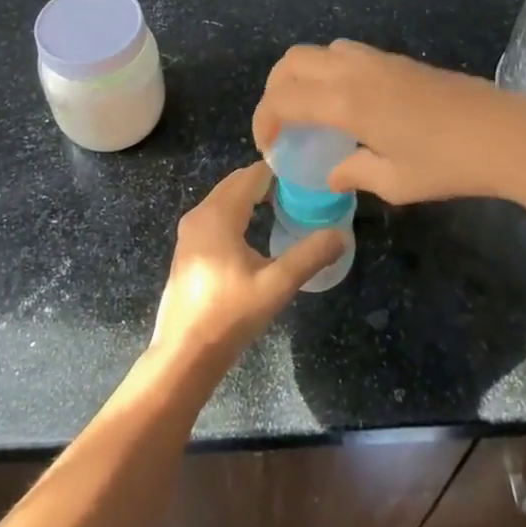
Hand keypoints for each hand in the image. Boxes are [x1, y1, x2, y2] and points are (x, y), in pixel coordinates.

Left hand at [150, 162, 344, 371]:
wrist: (184, 355)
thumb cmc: (229, 316)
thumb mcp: (276, 286)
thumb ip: (310, 256)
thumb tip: (341, 235)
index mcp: (218, 214)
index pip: (252, 175)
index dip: (280, 171)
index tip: (308, 176)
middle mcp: (199, 214)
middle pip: (237, 183)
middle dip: (267, 182)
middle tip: (302, 191)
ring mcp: (189, 232)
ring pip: (225, 199)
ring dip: (252, 198)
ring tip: (286, 206)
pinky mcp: (187, 250)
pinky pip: (216, 216)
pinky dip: (238, 213)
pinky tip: (258, 231)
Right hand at [252, 40, 525, 206]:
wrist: (509, 135)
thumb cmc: (450, 165)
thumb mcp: (396, 182)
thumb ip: (354, 173)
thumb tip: (332, 174)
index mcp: (346, 102)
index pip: (283, 99)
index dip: (264, 120)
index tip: (269, 147)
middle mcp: (355, 72)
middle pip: (293, 61)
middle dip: (275, 89)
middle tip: (282, 124)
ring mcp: (379, 60)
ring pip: (320, 50)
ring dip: (302, 75)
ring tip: (311, 111)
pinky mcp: (399, 60)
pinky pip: (347, 53)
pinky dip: (329, 71)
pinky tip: (348, 104)